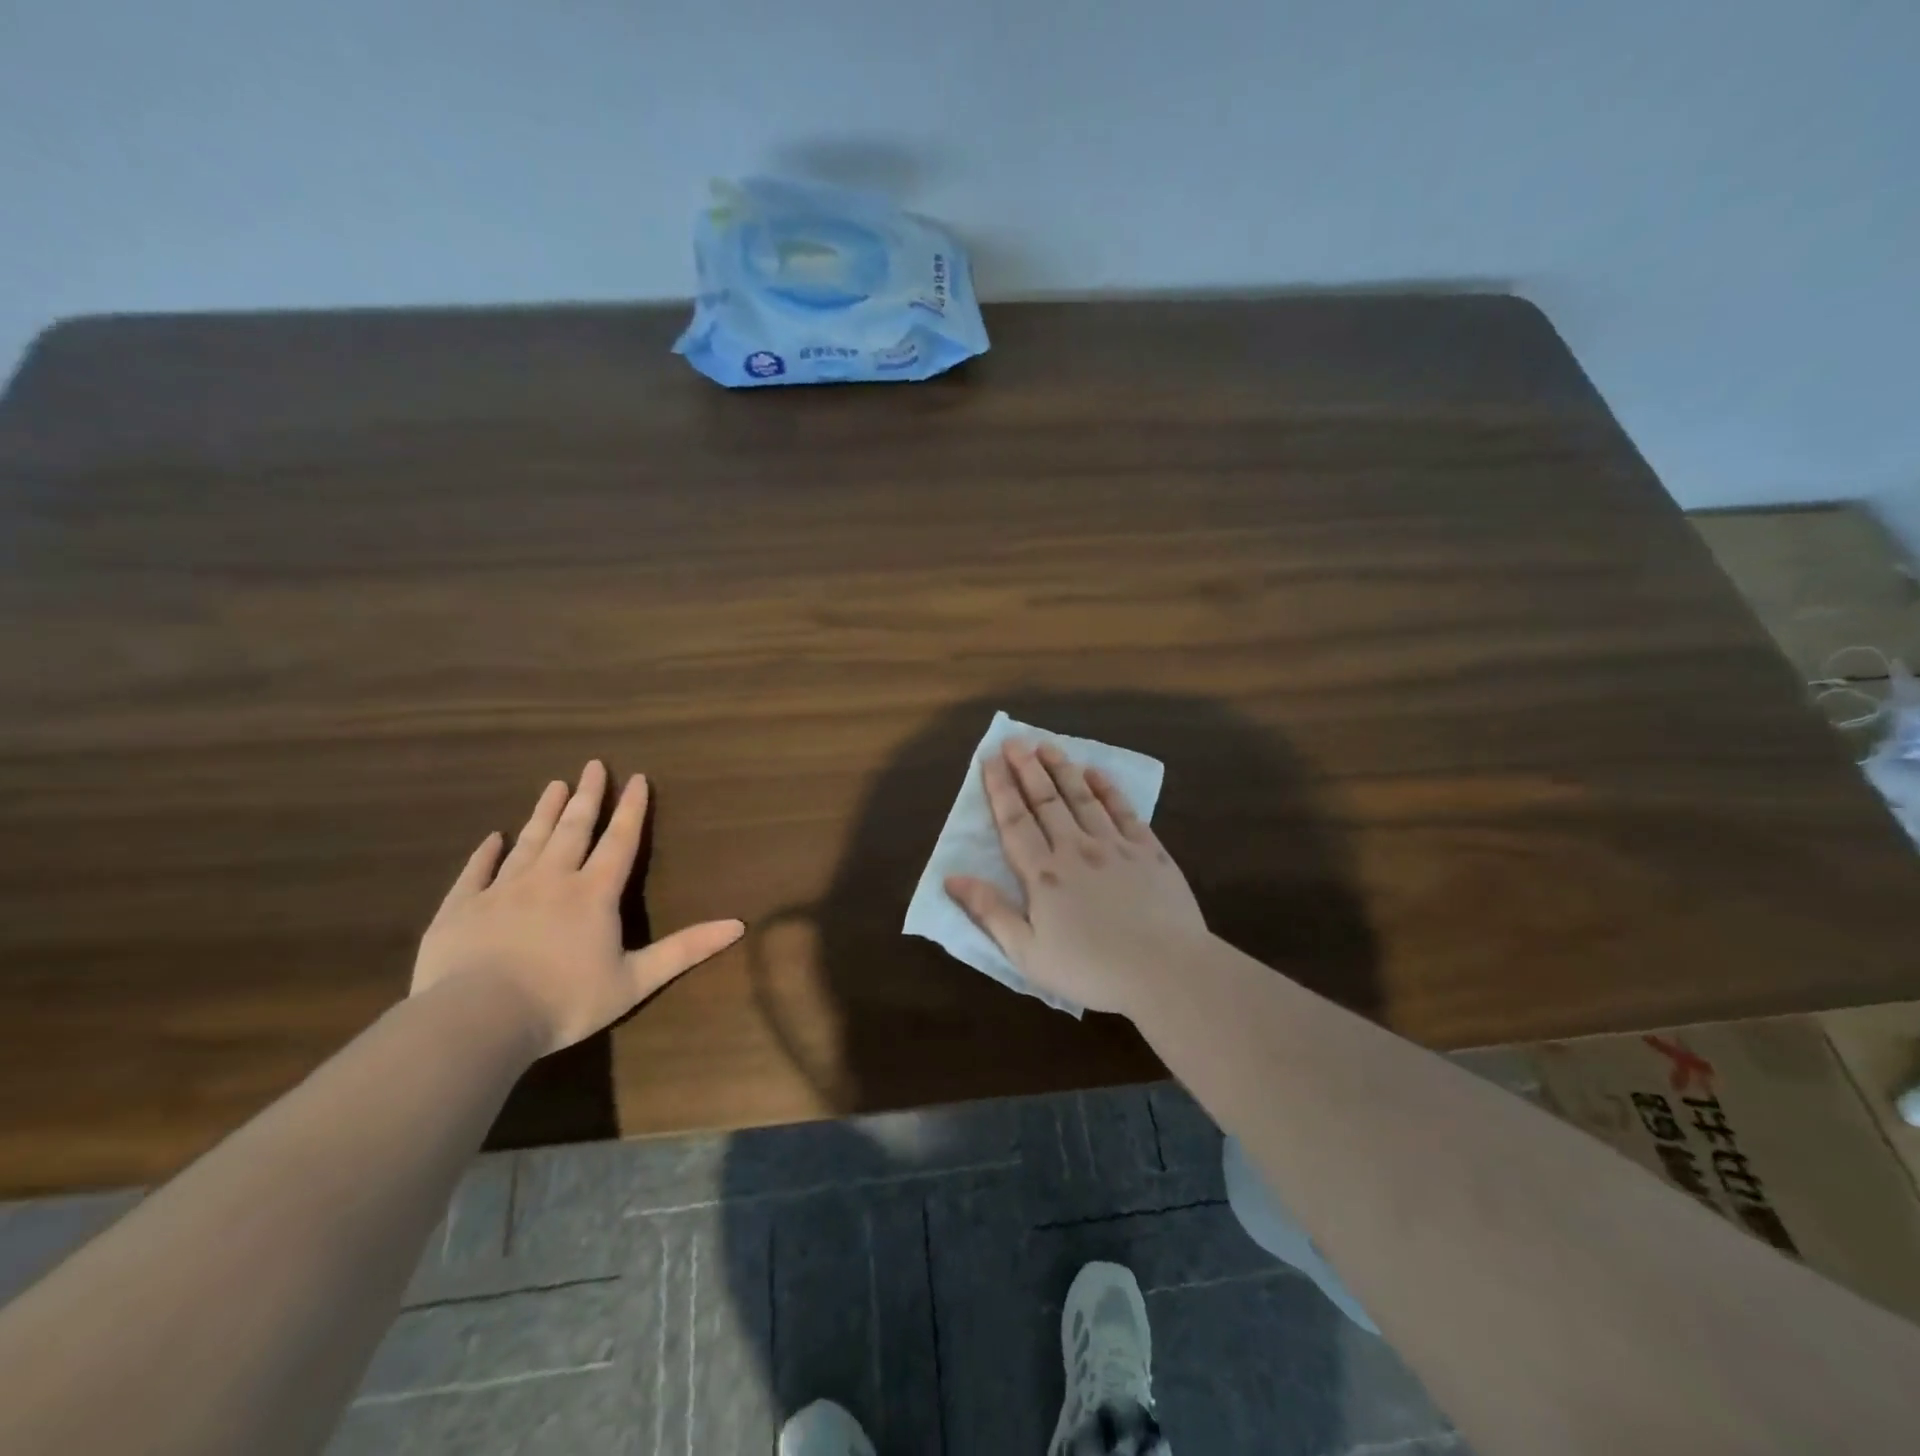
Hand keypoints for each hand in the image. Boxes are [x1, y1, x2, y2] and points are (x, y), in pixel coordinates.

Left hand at [412, 761, 743, 1055]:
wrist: (476, 1021)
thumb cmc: (564, 1002)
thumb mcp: (635, 980)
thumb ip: (685, 949)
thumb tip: (738, 925)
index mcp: (593, 894)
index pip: (619, 842)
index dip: (631, 809)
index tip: (637, 778)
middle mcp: (551, 880)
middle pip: (573, 829)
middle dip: (587, 796)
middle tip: (593, 765)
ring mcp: (502, 891)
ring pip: (529, 841)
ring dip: (544, 812)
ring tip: (554, 785)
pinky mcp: (462, 908)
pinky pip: (476, 871)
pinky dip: (486, 852)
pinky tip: (493, 838)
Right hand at [944, 740, 1208, 1017]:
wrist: (1165, 971)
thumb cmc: (1090, 969)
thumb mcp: (1027, 952)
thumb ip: (990, 911)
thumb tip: (951, 877)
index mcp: (1043, 874)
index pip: (1015, 821)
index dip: (1000, 788)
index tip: (989, 759)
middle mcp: (1076, 849)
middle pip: (1046, 800)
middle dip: (1027, 768)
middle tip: (1014, 740)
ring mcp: (1115, 846)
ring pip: (1082, 797)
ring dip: (1063, 769)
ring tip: (1048, 746)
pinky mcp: (1149, 851)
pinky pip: (1124, 810)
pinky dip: (1108, 789)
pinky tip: (1097, 773)